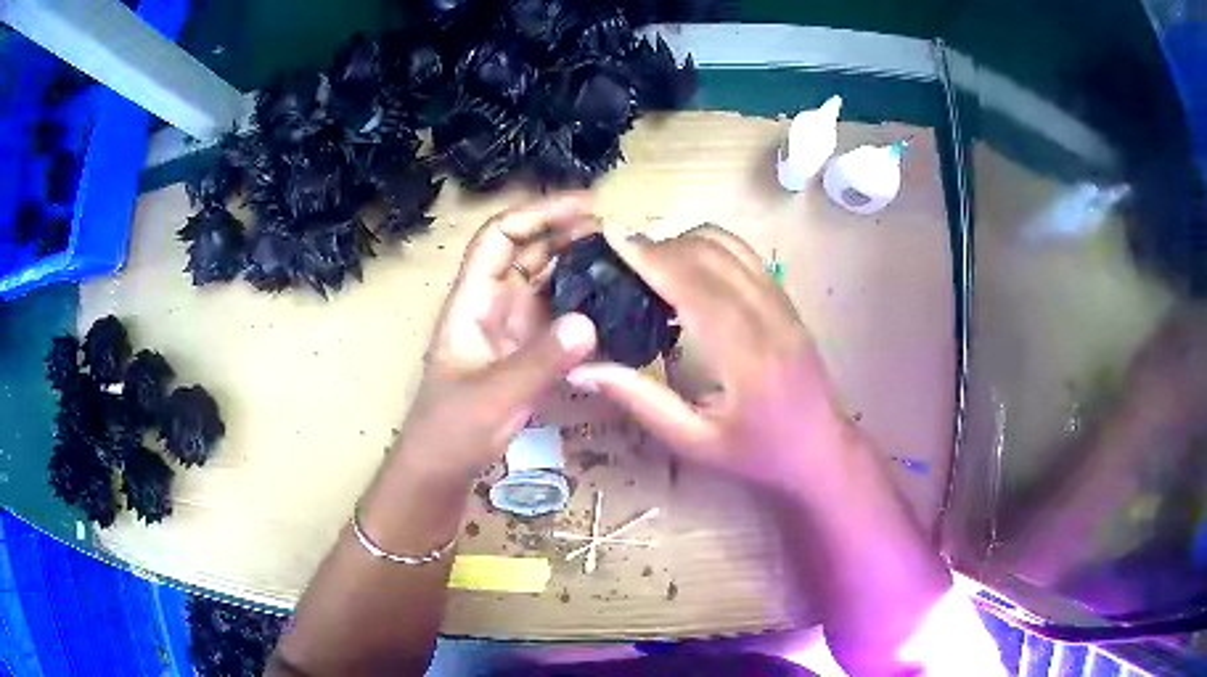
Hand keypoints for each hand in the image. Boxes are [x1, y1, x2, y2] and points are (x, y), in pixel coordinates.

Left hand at [392, 195, 597, 483]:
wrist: (440, 471)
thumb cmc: (450, 431)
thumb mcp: (492, 396)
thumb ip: (539, 362)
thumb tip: (589, 321)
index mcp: (471, 301)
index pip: (500, 237)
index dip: (539, 213)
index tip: (586, 207)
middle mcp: (491, 306)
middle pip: (528, 253)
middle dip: (567, 235)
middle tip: (617, 234)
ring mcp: (510, 331)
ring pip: (546, 284)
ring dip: (579, 268)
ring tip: (623, 263)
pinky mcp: (526, 355)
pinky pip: (558, 319)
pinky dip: (583, 307)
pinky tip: (613, 309)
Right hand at [567, 225, 852, 492]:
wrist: (821, 452)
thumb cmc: (757, 455)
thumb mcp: (693, 442)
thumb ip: (640, 401)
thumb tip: (581, 370)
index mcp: (746, 356)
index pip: (694, 287)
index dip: (650, 258)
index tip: (611, 237)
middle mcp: (769, 318)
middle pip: (711, 255)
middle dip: (660, 245)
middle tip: (618, 254)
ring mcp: (783, 305)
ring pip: (732, 247)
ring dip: (686, 242)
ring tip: (651, 261)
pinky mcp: (787, 302)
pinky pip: (747, 257)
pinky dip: (711, 249)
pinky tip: (689, 270)